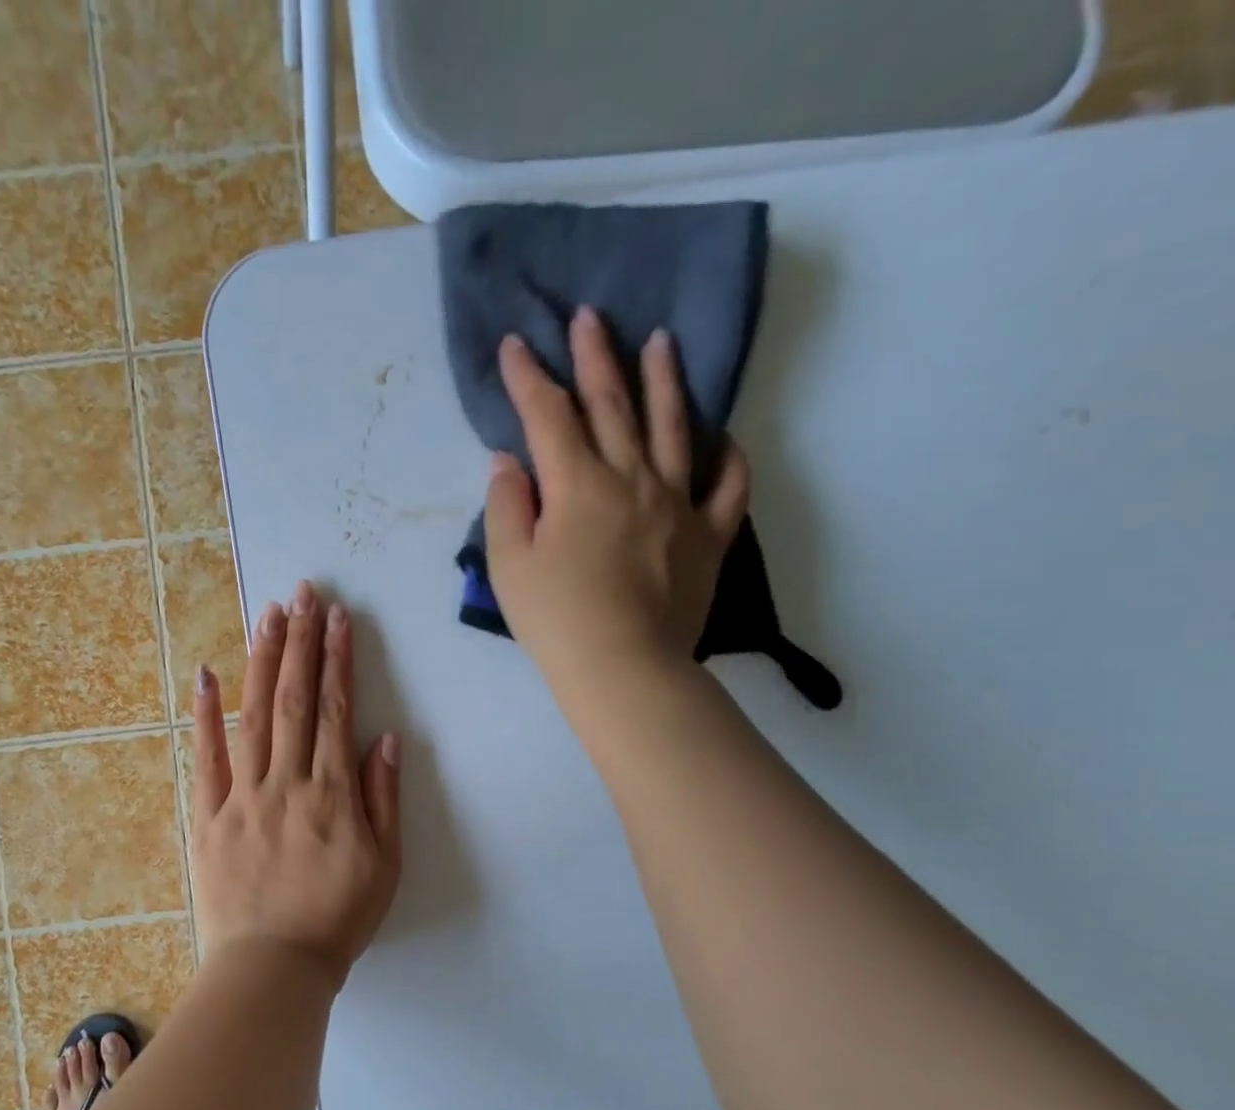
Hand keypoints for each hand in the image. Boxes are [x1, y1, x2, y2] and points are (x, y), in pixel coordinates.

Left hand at [189, 581, 401, 986]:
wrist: (273, 968)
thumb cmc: (337, 920)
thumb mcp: (385, 867)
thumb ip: (383, 799)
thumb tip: (384, 739)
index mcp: (332, 794)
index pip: (337, 711)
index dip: (338, 661)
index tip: (338, 618)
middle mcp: (287, 783)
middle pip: (294, 700)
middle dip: (300, 642)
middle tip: (303, 594)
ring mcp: (242, 796)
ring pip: (252, 716)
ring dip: (261, 661)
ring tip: (267, 615)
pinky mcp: (208, 815)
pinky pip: (205, 759)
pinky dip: (204, 715)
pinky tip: (205, 674)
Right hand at [483, 307, 751, 688]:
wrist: (623, 668)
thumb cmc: (555, 619)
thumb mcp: (509, 565)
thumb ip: (506, 506)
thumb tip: (511, 461)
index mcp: (578, 484)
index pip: (548, 415)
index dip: (529, 377)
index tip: (515, 344)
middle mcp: (632, 478)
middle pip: (612, 404)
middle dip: (595, 356)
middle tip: (589, 316)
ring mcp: (678, 503)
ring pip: (674, 428)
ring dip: (664, 381)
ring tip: (661, 342)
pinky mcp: (708, 535)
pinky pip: (727, 486)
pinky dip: (728, 458)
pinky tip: (724, 438)